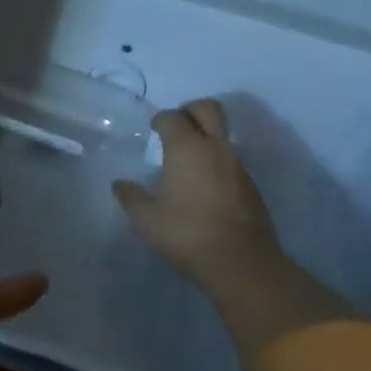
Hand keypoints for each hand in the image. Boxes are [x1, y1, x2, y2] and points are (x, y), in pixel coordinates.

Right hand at [112, 100, 288, 292]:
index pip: (172, 117)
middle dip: (191, 109)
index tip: (152, 128)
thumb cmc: (187, 234)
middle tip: (177, 125)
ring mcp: (237, 165)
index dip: (160, 119)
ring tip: (187, 158)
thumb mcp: (147, 220)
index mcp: (187, 148)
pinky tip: (204, 184)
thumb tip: (119, 184)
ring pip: (222, 134)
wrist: (240, 261)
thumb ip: (131, 197)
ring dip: (206, 136)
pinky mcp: (250, 184)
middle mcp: (215, 148)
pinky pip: (231, 158)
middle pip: (208, 109)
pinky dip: (216, 160)